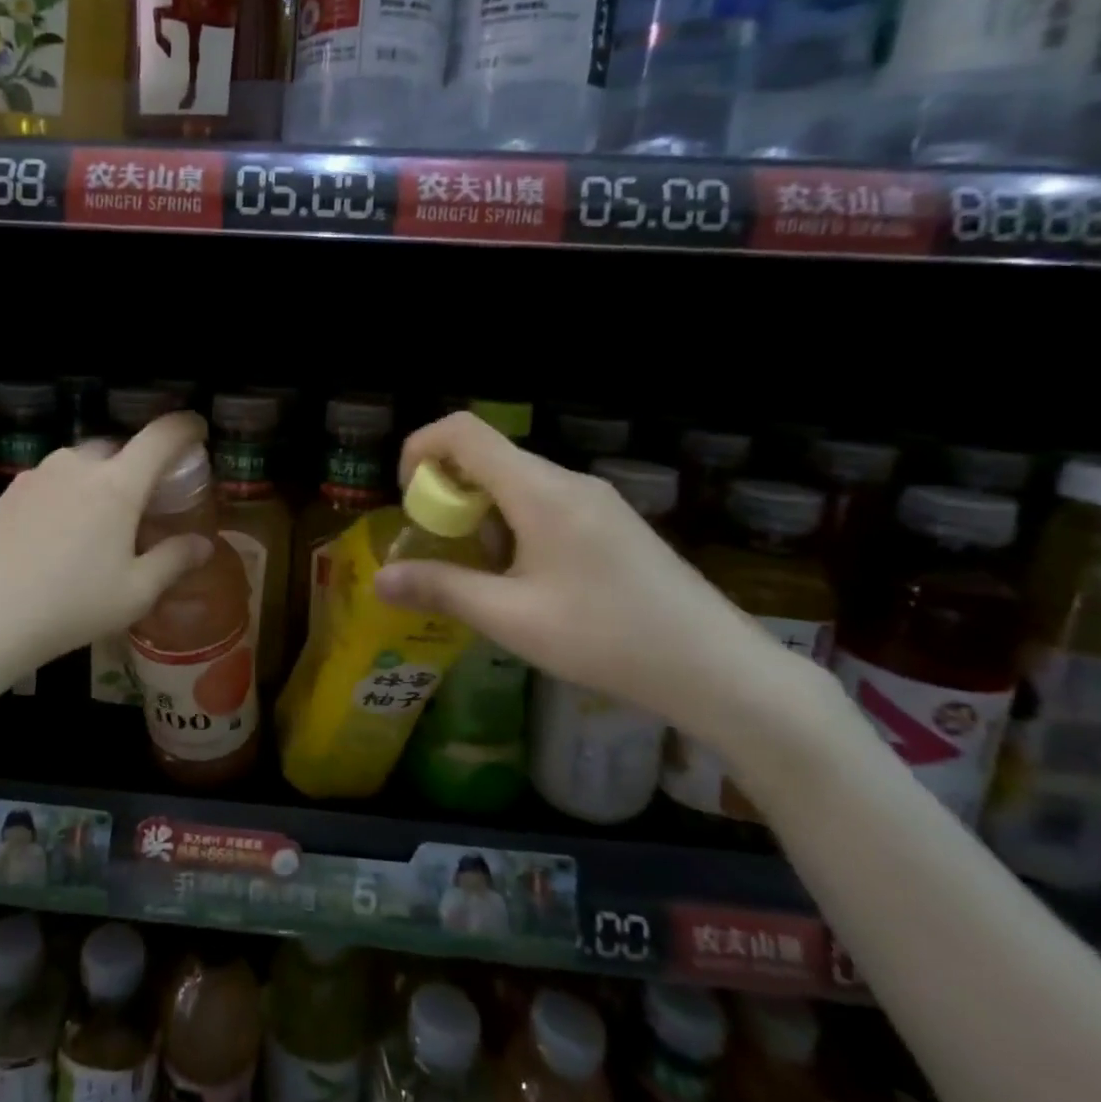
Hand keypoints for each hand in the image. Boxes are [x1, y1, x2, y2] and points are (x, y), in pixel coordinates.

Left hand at [0, 412, 215, 683]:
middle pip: (118, 448)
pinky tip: (58, 536)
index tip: (198, 429)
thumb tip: (203, 545)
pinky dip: (68, 495)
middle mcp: (78, 465)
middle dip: (139, 464)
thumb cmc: (68, 604)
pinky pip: (52, 482)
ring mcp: (38, 474)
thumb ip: (173, 561)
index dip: (186, 427)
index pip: (161, 436)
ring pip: (81, 465)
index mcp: (117, 483)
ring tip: (100, 524)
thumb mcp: (133, 593)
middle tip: (146, 499)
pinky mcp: (8, 491)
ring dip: (99, 481)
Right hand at [373, 412, 816, 741]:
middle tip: (443, 551)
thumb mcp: (512, 618)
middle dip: (447, 496)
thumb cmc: (608, 639)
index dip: (420, 449)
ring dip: (481, 518)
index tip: (410, 500)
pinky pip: (543, 504)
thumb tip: (380, 579)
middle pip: (486, 457)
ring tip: (487, 579)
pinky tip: (528, 584)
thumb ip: (441, 589)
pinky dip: (512, 528)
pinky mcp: (610, 523)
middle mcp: (567, 482)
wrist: (720, 671)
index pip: (463, 431)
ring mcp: (594, 501)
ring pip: (514, 484)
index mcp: (540, 491)